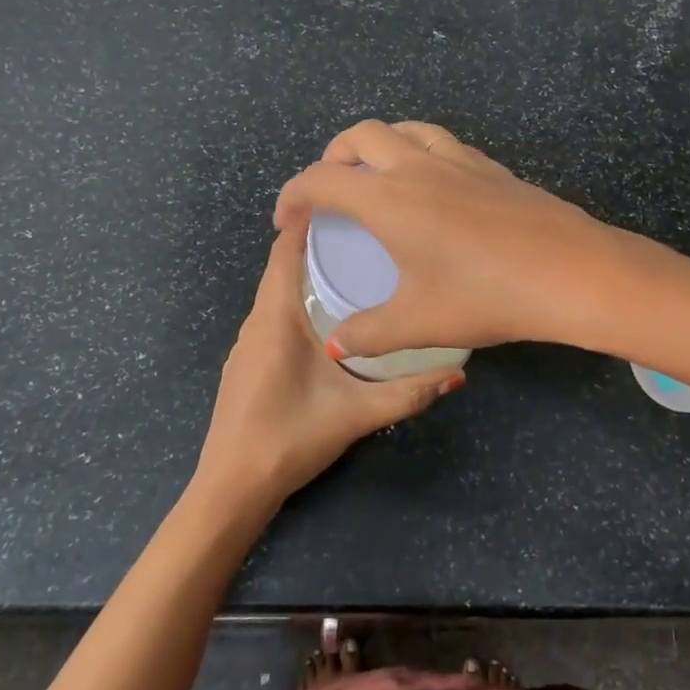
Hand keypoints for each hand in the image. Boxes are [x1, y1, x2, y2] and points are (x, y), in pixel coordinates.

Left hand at [193, 220, 464, 517]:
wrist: (231, 488)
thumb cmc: (289, 439)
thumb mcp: (356, 415)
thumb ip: (408, 394)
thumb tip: (458, 375)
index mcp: (275, 319)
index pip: (284, 252)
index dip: (307, 222)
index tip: (344, 201)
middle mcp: (256, 322)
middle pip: (282, 268)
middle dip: (317, 245)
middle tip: (365, 230)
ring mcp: (246, 344)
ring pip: (277, 293)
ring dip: (307, 273)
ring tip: (353, 263)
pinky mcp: (246, 363)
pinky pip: (273, 316)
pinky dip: (297, 300)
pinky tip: (327, 315)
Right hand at [273, 120, 633, 358]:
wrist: (572, 272)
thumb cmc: (486, 296)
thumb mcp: (419, 322)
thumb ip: (369, 333)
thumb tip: (337, 345)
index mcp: (388, 198)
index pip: (322, 180)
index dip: (293, 195)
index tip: (286, 221)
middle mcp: (418, 166)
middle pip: (360, 135)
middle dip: (332, 156)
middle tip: (329, 191)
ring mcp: (459, 160)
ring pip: (405, 129)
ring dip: (378, 144)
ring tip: (376, 176)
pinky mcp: (492, 167)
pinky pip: (440, 142)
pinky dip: (417, 151)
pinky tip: (432, 187)